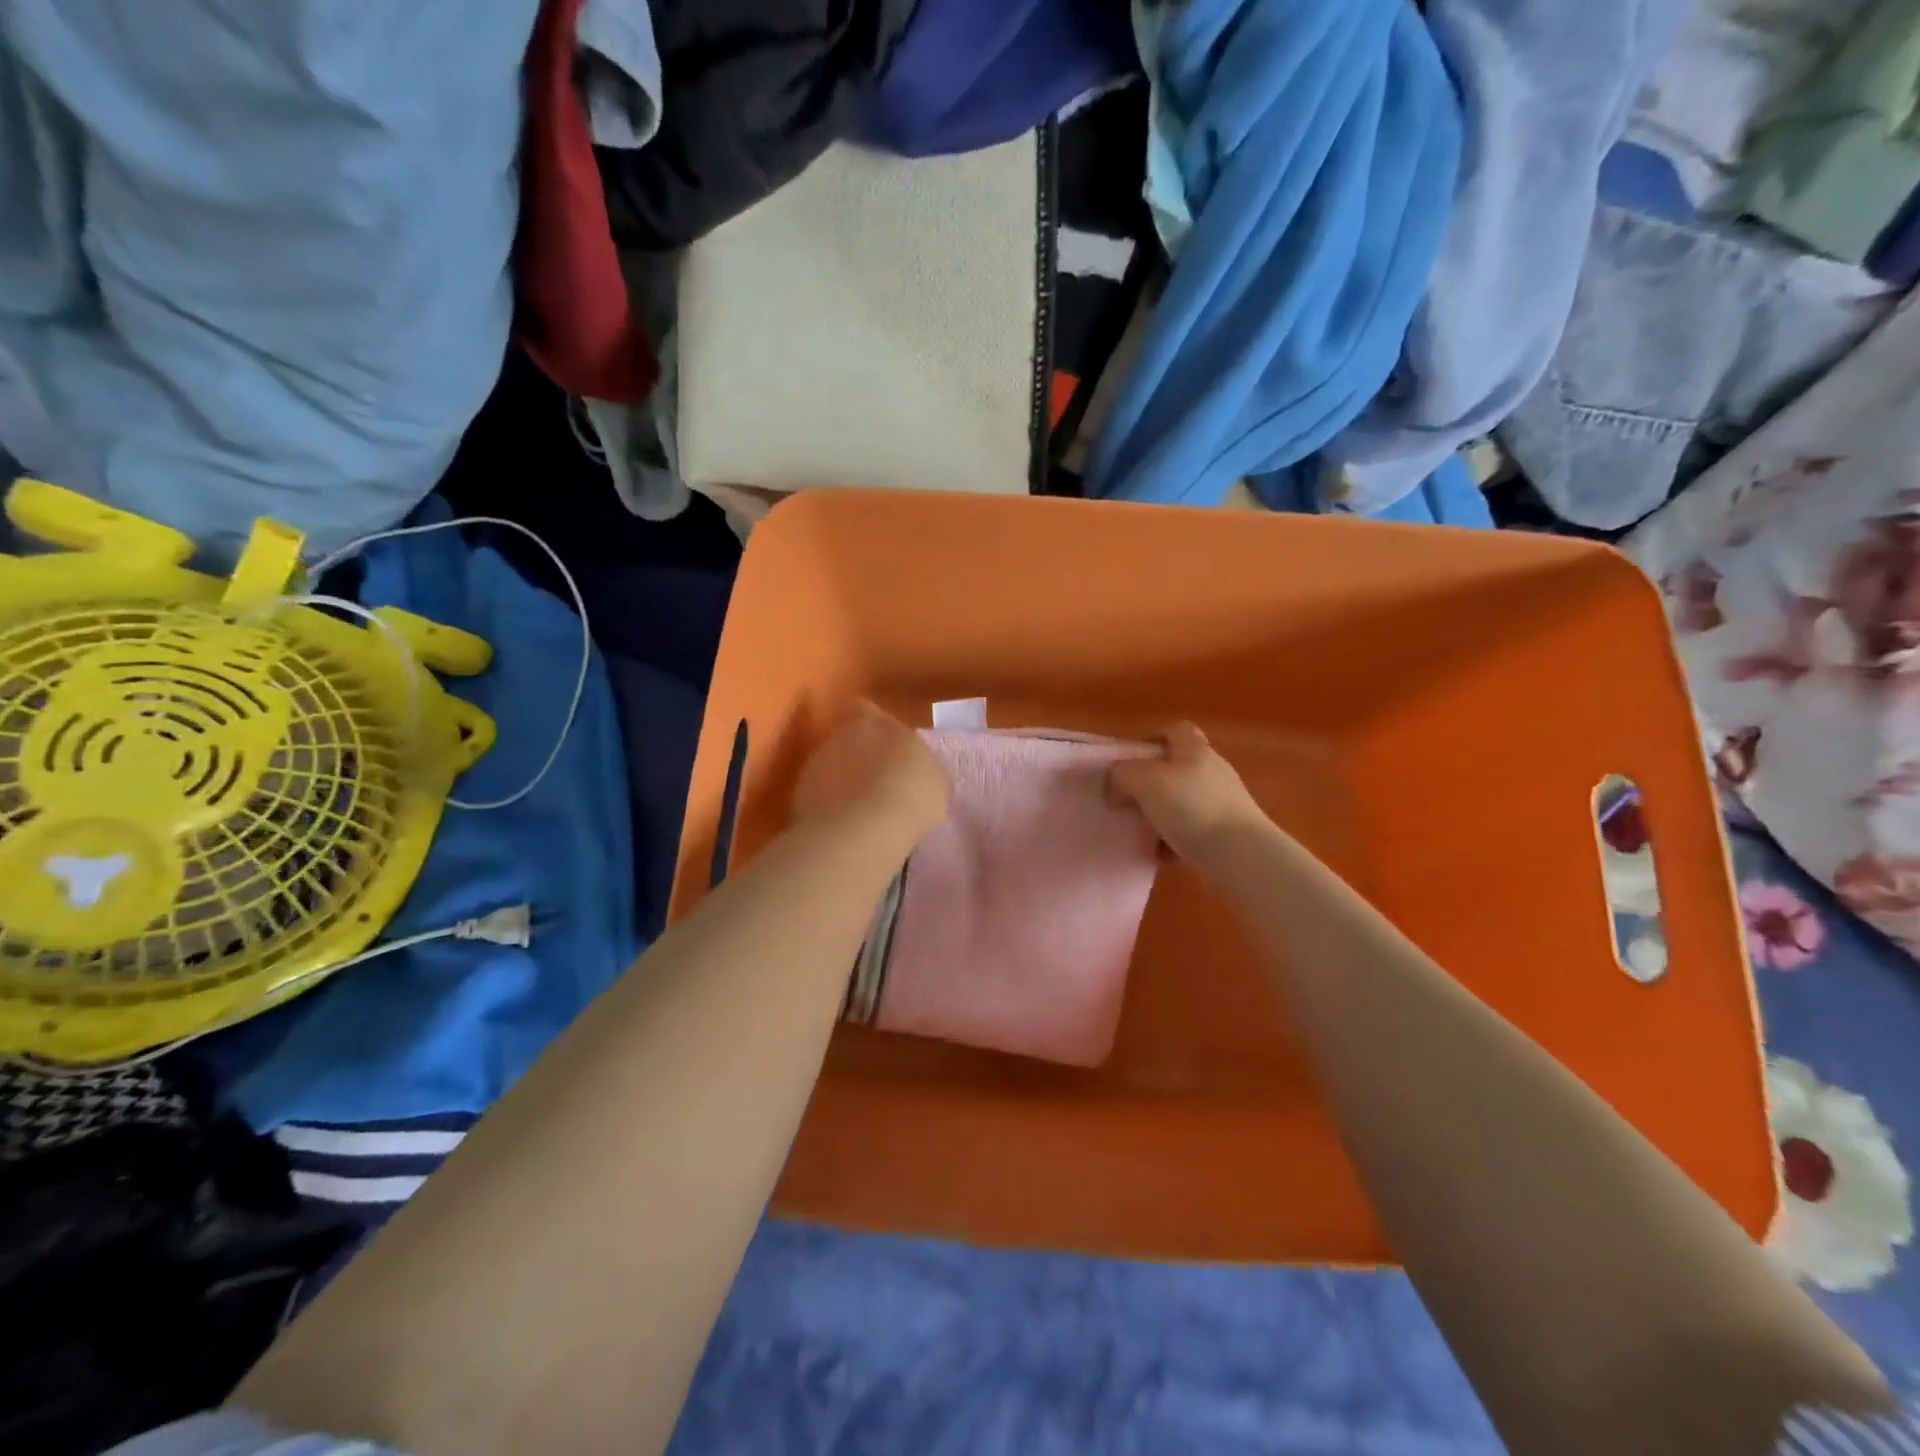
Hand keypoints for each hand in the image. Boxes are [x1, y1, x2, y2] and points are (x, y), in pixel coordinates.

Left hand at [794, 701, 950, 846]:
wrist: (866, 829)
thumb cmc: (912, 795)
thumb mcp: (935, 779)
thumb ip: (920, 766)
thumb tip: (915, 771)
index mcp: (876, 723)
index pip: (863, 709)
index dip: (869, 724)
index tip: (881, 743)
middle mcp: (840, 736)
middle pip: (845, 739)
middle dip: (857, 756)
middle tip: (876, 782)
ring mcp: (815, 765)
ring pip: (829, 767)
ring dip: (841, 782)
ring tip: (861, 811)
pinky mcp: (799, 796)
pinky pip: (817, 796)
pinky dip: (828, 807)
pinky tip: (845, 826)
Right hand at [1107, 723, 1269, 863]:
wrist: (1240, 854)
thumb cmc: (1190, 806)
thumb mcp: (1143, 780)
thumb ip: (1122, 774)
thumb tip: (1116, 784)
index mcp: (1194, 749)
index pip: (1175, 730)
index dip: (1151, 740)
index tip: (1129, 762)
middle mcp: (1213, 770)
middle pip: (1176, 769)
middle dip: (1150, 785)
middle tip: (1128, 800)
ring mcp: (1224, 802)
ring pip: (1182, 802)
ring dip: (1160, 815)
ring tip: (1141, 832)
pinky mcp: (1229, 833)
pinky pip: (1193, 831)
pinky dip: (1174, 841)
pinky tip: (1162, 854)